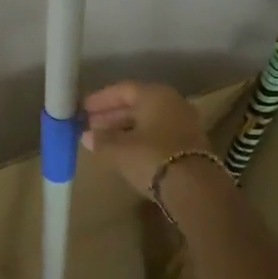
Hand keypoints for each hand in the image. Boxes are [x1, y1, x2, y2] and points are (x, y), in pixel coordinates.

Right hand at [81, 81, 215, 194]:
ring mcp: (185, 123)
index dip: (101, 99)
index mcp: (155, 94)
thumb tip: (86, 136)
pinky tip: (125, 150)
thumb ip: (101, 139)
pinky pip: (158, 134)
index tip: (82, 109)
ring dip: (125, 128)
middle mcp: (173, 102)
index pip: (123, 89)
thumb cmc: (152, 157)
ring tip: (103, 139)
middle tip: (89, 125)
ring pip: (148, 120)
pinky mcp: (190, 144)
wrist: (195, 188)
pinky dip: (140, 138)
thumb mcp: (119, 149)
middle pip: (137, 104)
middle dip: (111, 115)